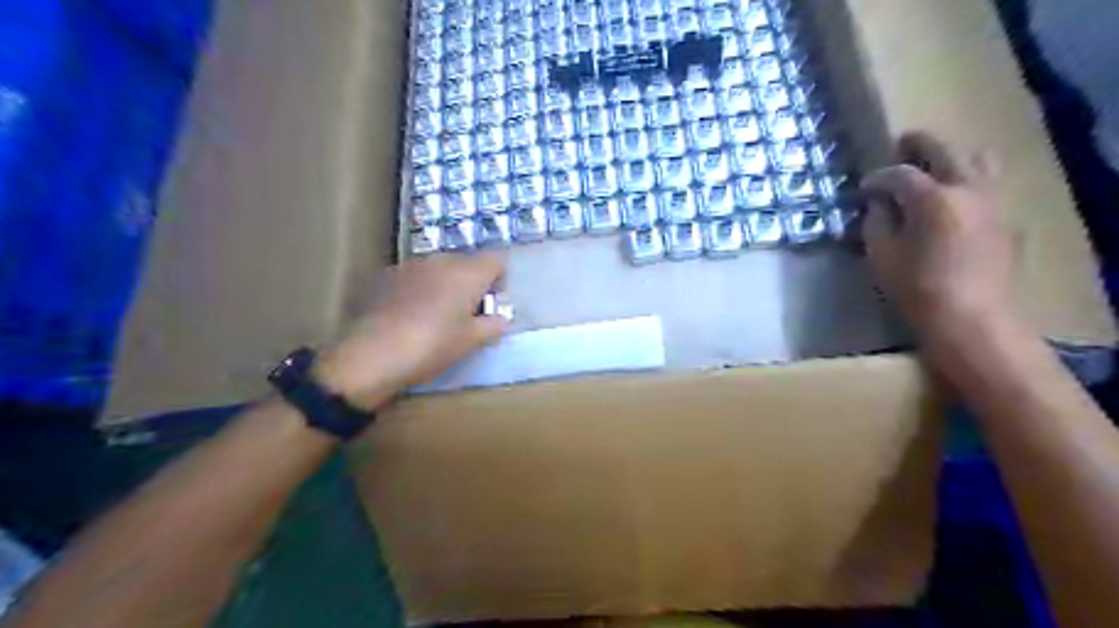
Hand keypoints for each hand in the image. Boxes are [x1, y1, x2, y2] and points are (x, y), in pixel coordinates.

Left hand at [310, 253, 509, 408]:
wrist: (373, 353)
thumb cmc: (433, 345)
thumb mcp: (471, 341)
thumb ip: (493, 326)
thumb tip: (502, 318)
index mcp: (468, 272)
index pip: (497, 260)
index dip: (499, 279)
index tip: (492, 304)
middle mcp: (441, 260)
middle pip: (467, 262)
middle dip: (471, 283)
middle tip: (467, 314)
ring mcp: (411, 265)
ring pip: (439, 268)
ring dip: (444, 285)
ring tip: (437, 316)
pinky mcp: (386, 276)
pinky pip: (414, 277)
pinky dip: (419, 290)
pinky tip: (410, 316)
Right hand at [859, 130, 1020, 340]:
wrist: (972, 319)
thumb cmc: (916, 289)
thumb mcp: (881, 256)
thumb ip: (877, 223)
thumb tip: (879, 205)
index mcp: (933, 198)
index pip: (900, 174)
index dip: (877, 178)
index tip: (863, 189)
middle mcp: (968, 189)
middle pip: (945, 150)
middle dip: (919, 145)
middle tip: (901, 146)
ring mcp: (994, 201)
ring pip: (978, 159)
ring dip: (952, 157)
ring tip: (933, 168)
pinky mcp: (1007, 219)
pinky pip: (989, 185)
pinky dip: (968, 181)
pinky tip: (953, 201)